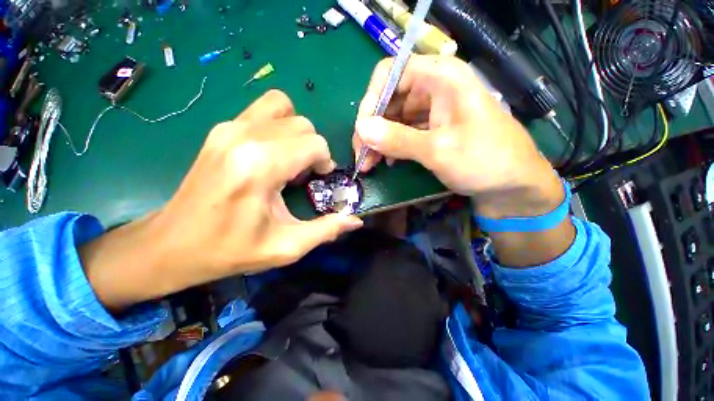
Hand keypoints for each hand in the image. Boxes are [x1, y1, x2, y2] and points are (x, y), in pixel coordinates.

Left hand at [82, 90, 362, 309]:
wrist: (172, 244)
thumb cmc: (231, 249)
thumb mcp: (286, 247)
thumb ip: (326, 231)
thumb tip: (355, 222)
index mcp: (261, 166)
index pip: (314, 143)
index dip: (325, 160)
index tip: (320, 178)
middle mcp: (245, 136)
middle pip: (303, 124)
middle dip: (313, 148)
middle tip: (305, 173)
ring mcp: (229, 127)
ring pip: (283, 107)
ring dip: (296, 132)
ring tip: (290, 158)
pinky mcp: (220, 129)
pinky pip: (263, 110)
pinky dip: (278, 125)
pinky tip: (272, 153)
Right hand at [353, 55, 563, 218]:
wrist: (513, 186)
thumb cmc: (485, 161)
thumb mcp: (439, 150)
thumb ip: (398, 139)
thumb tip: (361, 128)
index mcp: (441, 77)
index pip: (391, 73)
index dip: (372, 100)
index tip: (363, 131)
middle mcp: (434, 88)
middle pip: (389, 98)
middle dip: (372, 127)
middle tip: (361, 156)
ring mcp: (432, 110)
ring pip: (393, 118)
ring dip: (378, 140)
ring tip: (369, 163)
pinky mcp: (431, 129)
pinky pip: (403, 132)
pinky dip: (391, 146)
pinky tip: (386, 161)